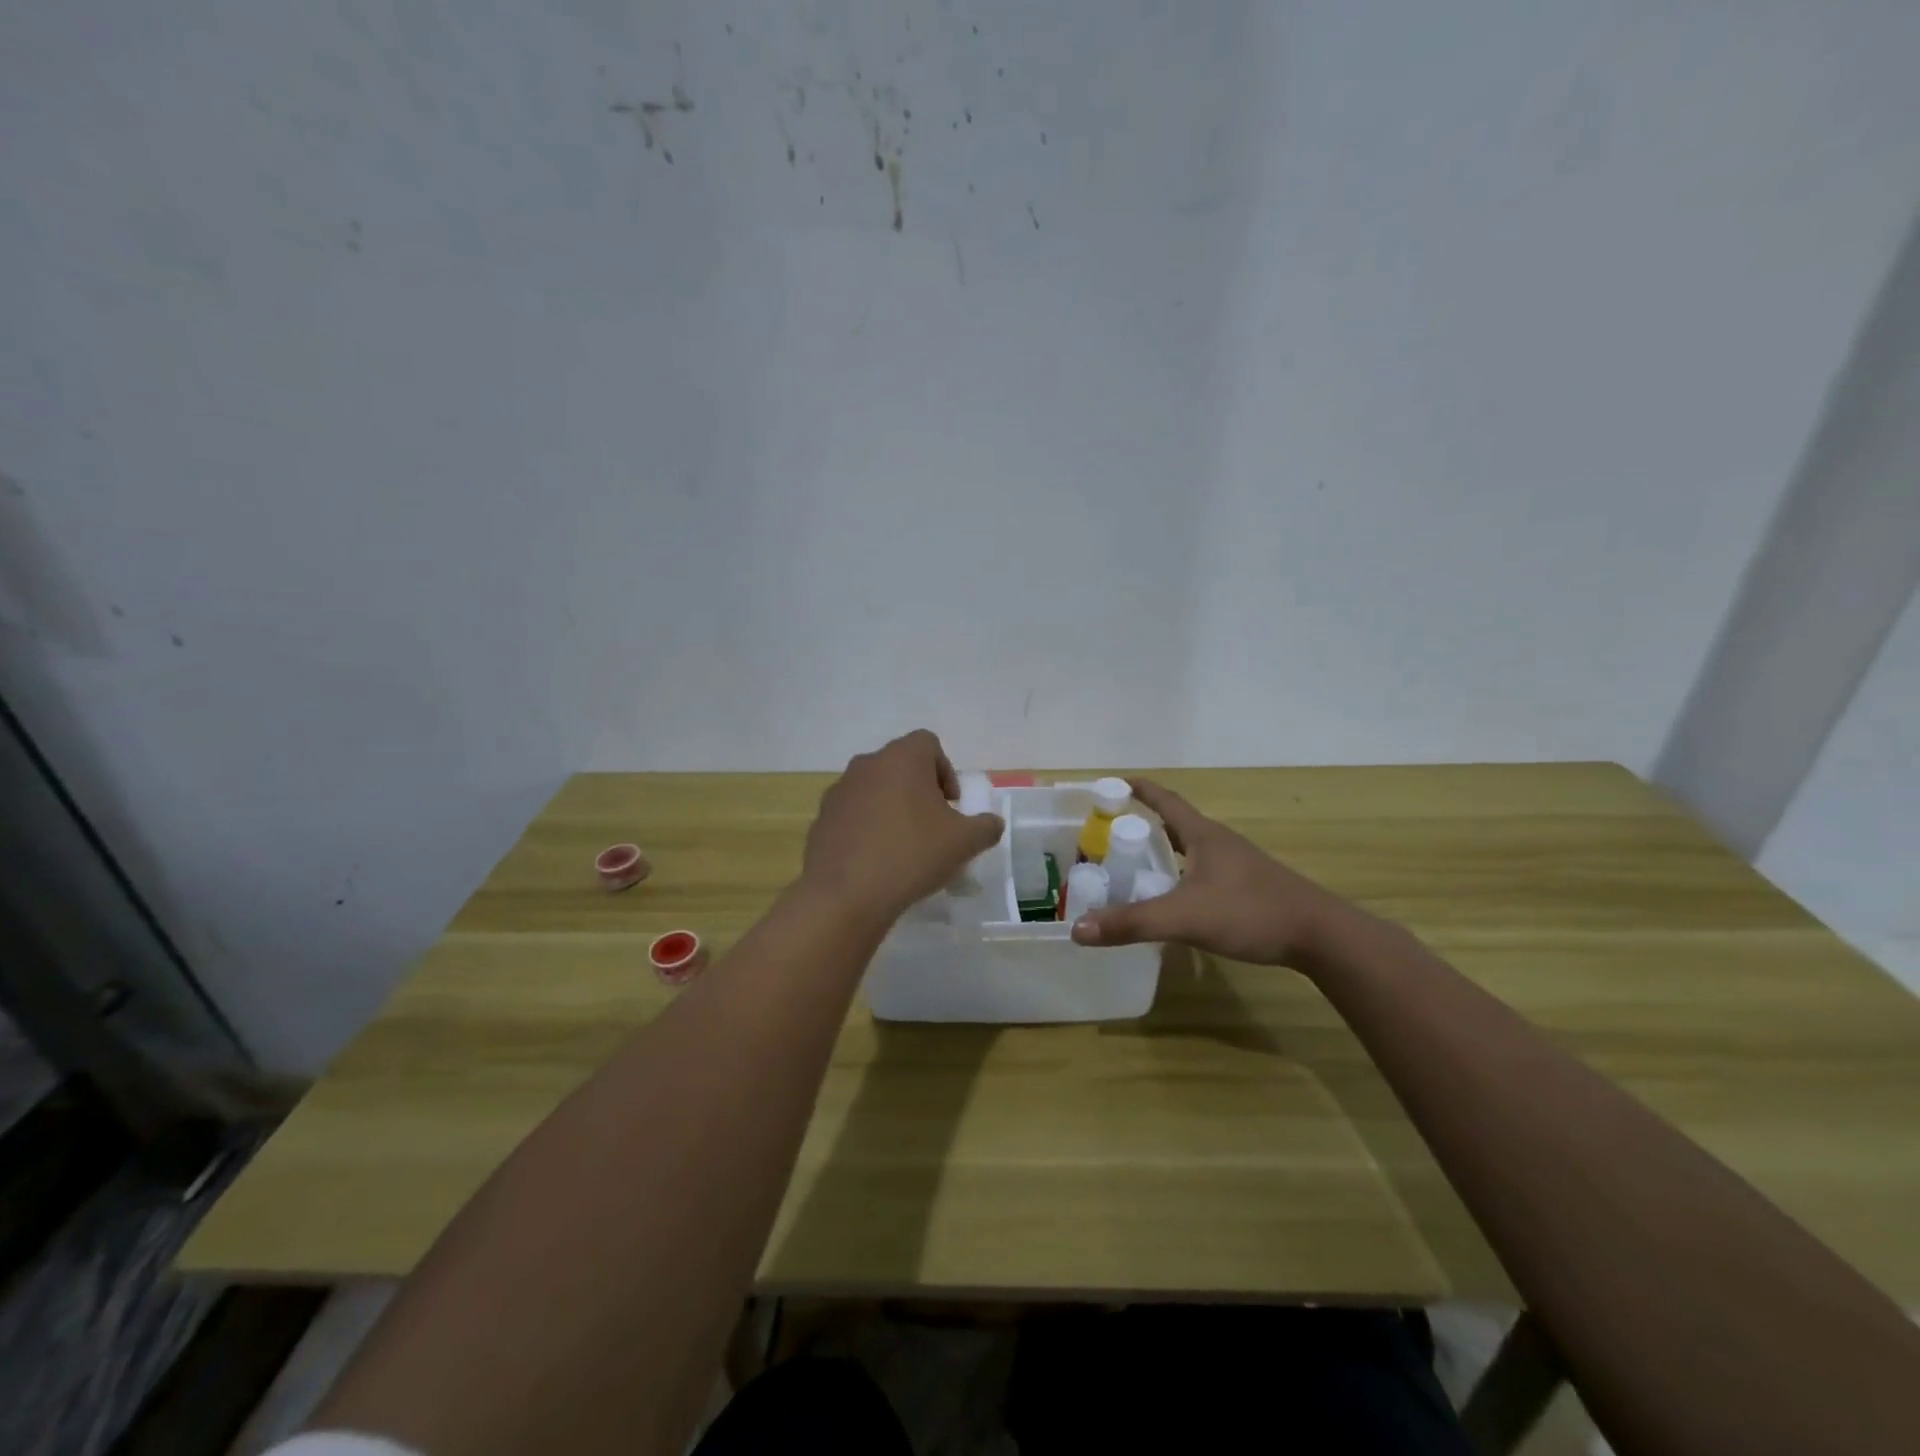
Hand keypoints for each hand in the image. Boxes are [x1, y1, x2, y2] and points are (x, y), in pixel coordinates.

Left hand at [801, 730, 1004, 924]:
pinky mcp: (821, 819)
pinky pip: (853, 814)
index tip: (951, 805)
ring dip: (892, 807)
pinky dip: (867, 828)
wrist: (846, 894)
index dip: (945, 770)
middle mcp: (867, 765)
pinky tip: (876, 861)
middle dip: (919, 790)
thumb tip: (991, 823)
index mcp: (902, 758)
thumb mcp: (965, 842)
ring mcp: (839, 791)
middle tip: (932, 825)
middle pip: (900, 765)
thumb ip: (986, 826)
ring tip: (904, 846)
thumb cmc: (912, 855)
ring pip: (874, 789)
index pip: (928, 743)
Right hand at [1069, 778, 1356, 968]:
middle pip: (1177, 823)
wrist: (1321, 936)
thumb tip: (1077, 929)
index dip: (1139, 789)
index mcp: (1204, 835)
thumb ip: (1132, 923)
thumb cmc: (1250, 912)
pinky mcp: (1248, 887)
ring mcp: (1238, 865)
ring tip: (1137, 863)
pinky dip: (1182, 873)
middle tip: (1112, 832)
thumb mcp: (1184, 917)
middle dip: (1145, 822)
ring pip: (1192, 848)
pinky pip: (1204, 870)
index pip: (1165, 801)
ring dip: (1165, 849)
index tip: (1113, 783)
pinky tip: (1176, 896)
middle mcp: (1220, 843)